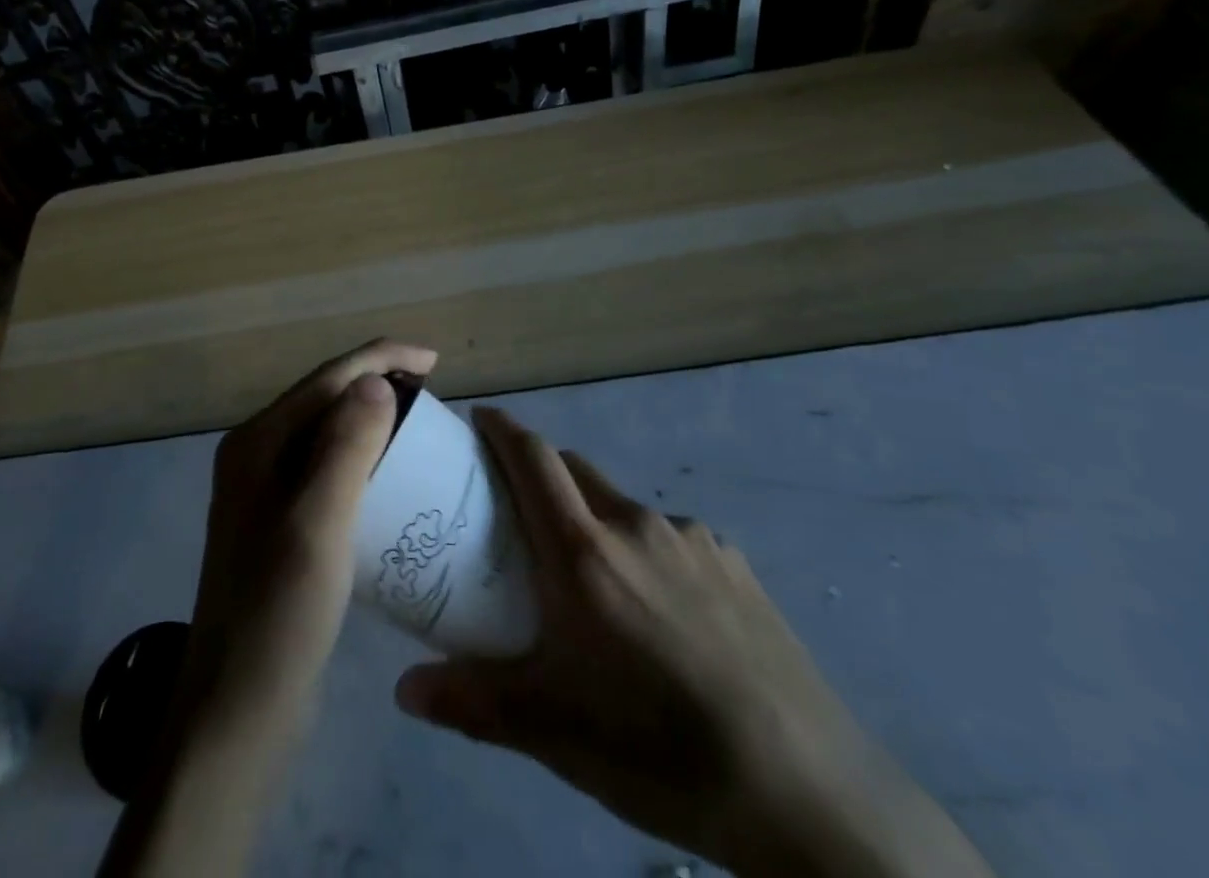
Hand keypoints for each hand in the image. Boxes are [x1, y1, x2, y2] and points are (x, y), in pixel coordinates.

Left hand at [181, 338, 438, 729]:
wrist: (237, 715)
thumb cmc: (278, 615)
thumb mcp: (317, 524)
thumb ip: (345, 446)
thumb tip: (374, 379)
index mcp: (257, 443)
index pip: (326, 379)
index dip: (381, 359)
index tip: (435, 362)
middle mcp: (256, 457)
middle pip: (325, 400)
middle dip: (378, 385)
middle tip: (433, 398)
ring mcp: (266, 493)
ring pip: (328, 435)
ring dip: (373, 421)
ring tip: (420, 430)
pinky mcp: (282, 526)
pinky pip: (330, 472)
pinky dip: (365, 461)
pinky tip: (393, 480)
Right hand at [394, 407, 993, 877]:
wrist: (804, 788)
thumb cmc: (657, 749)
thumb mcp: (553, 730)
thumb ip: (473, 699)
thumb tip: (404, 689)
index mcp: (584, 551)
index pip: (532, 458)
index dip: (502, 429)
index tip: (479, 420)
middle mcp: (634, 524)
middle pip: (574, 471)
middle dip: (541, 475)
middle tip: (521, 515)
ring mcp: (690, 538)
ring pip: (622, 505)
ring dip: (595, 519)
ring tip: (596, 580)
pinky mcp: (733, 562)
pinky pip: (670, 536)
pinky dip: (646, 550)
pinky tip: (663, 612)